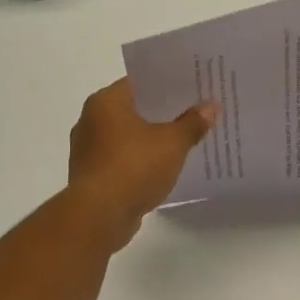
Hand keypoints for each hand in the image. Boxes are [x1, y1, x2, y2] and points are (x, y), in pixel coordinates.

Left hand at [67, 78, 217, 250]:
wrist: (98, 217)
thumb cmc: (133, 167)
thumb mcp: (172, 143)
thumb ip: (192, 123)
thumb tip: (210, 106)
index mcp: (105, 102)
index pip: (140, 82)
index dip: (168, 84)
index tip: (192, 87)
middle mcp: (91, 120)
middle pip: (135, 109)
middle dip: (164, 112)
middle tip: (195, 111)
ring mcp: (89, 150)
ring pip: (129, 136)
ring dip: (152, 138)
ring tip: (184, 139)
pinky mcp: (93, 176)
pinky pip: (123, 159)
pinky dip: (141, 160)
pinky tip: (164, 166)